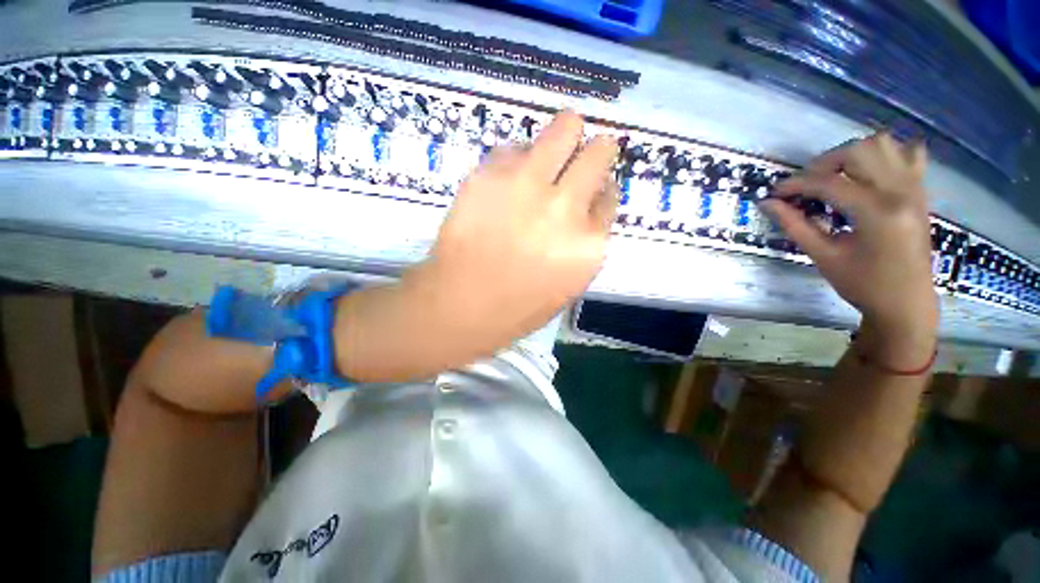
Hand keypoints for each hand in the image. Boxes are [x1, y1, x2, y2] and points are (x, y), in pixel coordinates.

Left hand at [420, 109, 618, 343]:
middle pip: (599, 153)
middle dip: (598, 150)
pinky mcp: (491, 173)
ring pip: (565, 127)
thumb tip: (587, 207)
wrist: (461, 304)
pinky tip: (508, 178)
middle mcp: (566, 206)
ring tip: (555, 144)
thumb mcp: (568, 284)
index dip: (602, 189)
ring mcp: (528, 184)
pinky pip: (515, 147)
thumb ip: (585, 243)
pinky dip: (517, 157)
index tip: (594, 188)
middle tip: (584, 152)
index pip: (610, 196)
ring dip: (566, 132)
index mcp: (589, 243)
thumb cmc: (517, 307)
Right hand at [761, 132, 937, 367]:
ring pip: (883, 144)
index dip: (795, 184)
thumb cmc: (862, 284)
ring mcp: (915, 188)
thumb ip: (794, 225)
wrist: (906, 302)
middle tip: (805, 186)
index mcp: (877, 213)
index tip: (774, 193)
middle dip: (823, 163)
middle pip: (859, 151)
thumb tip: (767, 203)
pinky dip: (885, 154)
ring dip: (851, 155)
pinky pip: (908, 154)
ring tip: (833, 177)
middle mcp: (901, 192)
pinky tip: (868, 172)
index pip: (829, 183)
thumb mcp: (823, 256)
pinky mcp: (920, 191)